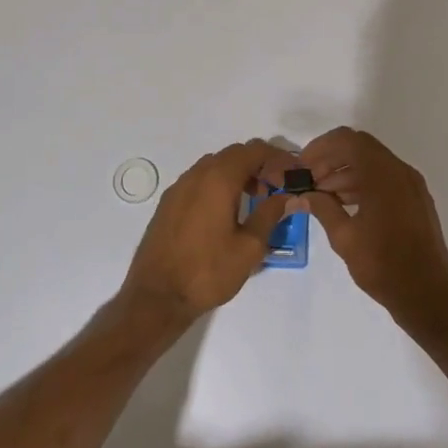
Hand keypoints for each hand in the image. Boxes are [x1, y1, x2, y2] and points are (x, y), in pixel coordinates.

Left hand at [120, 140, 294, 324]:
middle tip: (276, 187)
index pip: (254, 150)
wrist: (156, 296)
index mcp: (219, 179)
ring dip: (238, 173)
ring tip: (253, 200)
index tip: (292, 174)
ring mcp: (179, 187)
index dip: (277, 157)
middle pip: (234, 154)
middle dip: (258, 164)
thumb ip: (270, 214)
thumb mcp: (249, 247)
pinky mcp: (168, 203)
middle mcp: (197, 174)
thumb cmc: (208, 271)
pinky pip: (199, 180)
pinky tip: (225, 212)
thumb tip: (290, 196)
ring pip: (215, 165)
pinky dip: (218, 184)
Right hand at [298, 127, 447, 332]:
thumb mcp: (344, 238)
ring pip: (372, 163)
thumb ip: (322, 208)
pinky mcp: (416, 200)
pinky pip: (385, 179)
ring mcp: (411, 185)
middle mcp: (400, 171)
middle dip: (331, 159)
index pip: (347, 140)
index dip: (321, 147)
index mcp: (383, 174)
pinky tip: (344, 205)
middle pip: (360, 148)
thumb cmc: (384, 266)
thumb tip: (302, 195)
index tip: (302, 166)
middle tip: (308, 180)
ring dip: (345, 173)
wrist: (429, 296)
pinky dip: (362, 183)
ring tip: (321, 196)